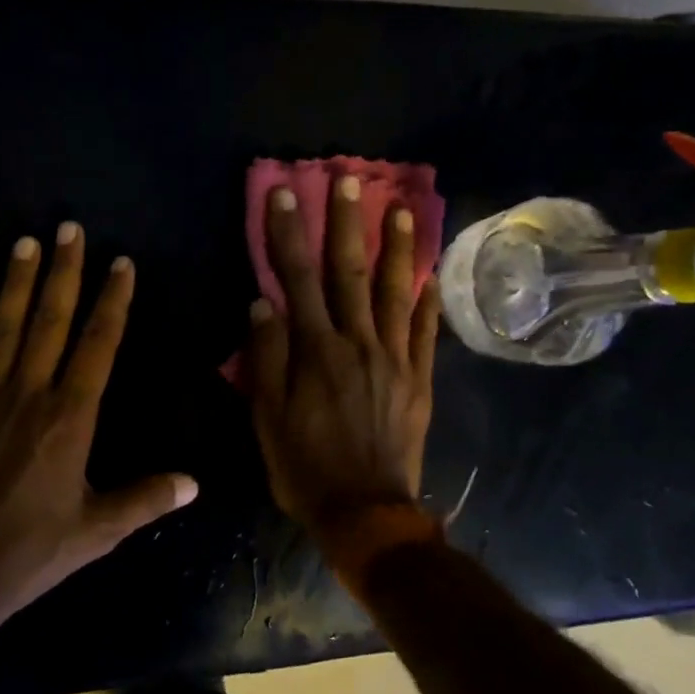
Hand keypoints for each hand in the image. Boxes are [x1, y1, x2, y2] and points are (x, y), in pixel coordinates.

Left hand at [0, 224, 197, 650]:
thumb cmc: (33, 550)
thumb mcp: (99, 529)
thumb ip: (147, 499)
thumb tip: (194, 483)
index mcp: (70, 418)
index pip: (97, 345)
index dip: (112, 301)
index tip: (120, 263)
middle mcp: (28, 395)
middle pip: (49, 322)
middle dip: (63, 273)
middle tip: (69, 228)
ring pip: (1, 330)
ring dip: (14, 284)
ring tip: (24, 242)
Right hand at [246, 176, 441, 545]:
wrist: (366, 512)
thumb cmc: (306, 468)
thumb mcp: (267, 419)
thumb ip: (266, 359)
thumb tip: (262, 303)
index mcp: (317, 351)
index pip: (298, 279)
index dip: (289, 233)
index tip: (285, 192)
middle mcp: (359, 344)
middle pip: (351, 273)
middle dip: (348, 224)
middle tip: (351, 181)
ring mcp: (396, 360)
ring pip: (398, 293)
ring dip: (399, 249)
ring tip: (404, 210)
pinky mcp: (419, 380)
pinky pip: (427, 333)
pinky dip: (429, 302)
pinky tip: (432, 276)